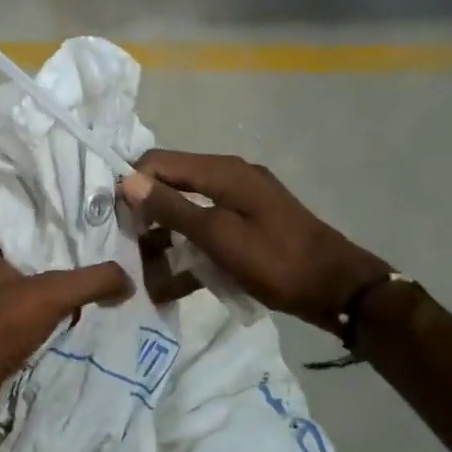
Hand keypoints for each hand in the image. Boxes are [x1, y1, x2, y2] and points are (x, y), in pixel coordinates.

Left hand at [0, 239, 130, 438]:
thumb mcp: (52, 294)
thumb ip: (93, 281)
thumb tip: (129, 280)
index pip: (28, 229)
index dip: (60, 230)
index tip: (94, 233)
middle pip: (33, 264)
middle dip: (65, 266)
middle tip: (103, 264)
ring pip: (30, 295)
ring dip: (58, 298)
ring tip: (96, 294)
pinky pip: (25, 322)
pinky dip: (47, 323)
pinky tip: (72, 326)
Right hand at [120, 149, 389, 333]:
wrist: (338, 290)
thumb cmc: (276, 261)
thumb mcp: (218, 236)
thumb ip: (172, 207)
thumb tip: (128, 180)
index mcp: (223, 171)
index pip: (159, 162)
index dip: (132, 185)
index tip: (113, 221)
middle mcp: (229, 178)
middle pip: (171, 187)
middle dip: (145, 217)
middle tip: (125, 251)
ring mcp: (240, 204)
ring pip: (186, 214)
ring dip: (163, 241)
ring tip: (143, 274)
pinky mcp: (247, 229)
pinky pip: (207, 234)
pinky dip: (189, 254)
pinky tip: (170, 285)